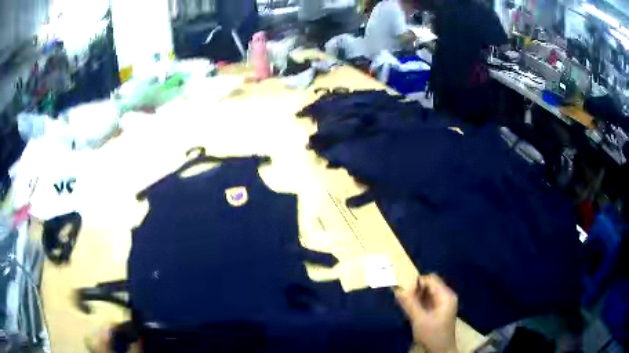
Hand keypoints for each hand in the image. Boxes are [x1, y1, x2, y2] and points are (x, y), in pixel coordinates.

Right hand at [395, 274, 458, 352]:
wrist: (441, 350)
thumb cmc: (432, 334)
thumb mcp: (418, 319)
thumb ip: (408, 303)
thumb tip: (396, 289)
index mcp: (446, 296)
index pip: (431, 279)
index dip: (416, 281)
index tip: (402, 287)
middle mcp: (447, 296)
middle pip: (431, 284)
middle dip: (416, 287)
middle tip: (402, 295)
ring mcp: (444, 303)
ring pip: (429, 291)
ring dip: (417, 294)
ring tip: (405, 301)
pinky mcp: (440, 309)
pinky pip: (429, 299)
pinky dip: (420, 300)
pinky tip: (412, 307)